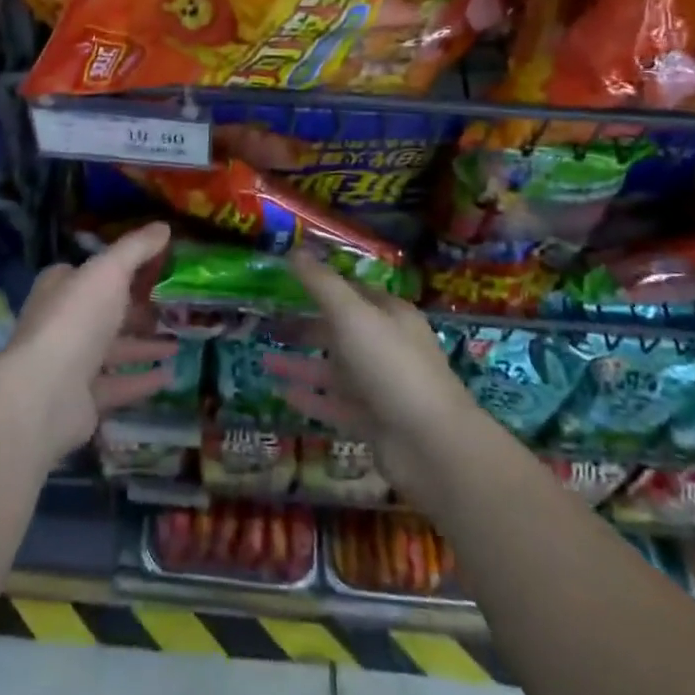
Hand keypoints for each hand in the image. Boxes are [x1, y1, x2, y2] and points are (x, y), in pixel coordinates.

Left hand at [0, 222, 176, 465]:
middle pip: (105, 312)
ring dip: (144, 345)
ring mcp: (71, 363)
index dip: (122, 268)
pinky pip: (118, 385)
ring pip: (113, 349)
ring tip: (179, 341)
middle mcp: (63, 322)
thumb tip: (164, 226)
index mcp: (61, 287)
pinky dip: (142, 380)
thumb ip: (136, 248)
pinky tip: (170, 375)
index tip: (156, 268)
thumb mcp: (109, 270)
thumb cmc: (76, 319)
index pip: (92, 272)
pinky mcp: (83, 399)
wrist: (46, 392)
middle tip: (174, 306)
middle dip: (137, 309)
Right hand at [263, 252, 479, 505]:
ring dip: (301, 364)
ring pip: (334, 370)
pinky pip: (335, 405)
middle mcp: (387, 347)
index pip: (353, 292)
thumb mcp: (352, 315)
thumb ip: (322, 284)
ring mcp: (380, 387)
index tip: (286, 281)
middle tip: (267, 323)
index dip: (322, 284)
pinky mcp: (373, 423)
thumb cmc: (392, 366)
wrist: (431, 446)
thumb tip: (294, 249)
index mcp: (390, 315)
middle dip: (306, 327)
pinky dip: (310, 398)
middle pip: (341, 332)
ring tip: (263, 359)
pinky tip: (281, 393)